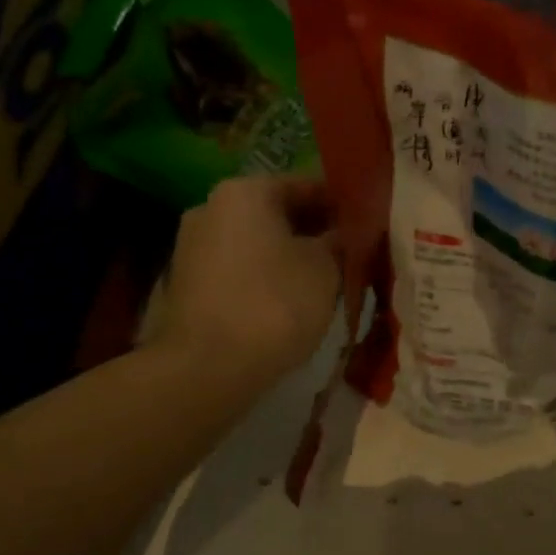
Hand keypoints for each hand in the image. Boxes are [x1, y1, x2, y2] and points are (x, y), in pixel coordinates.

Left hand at [152, 176, 341, 385]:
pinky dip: (266, 276)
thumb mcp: (326, 267)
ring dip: (291, 255)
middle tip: (352, 253)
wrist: (206, 369)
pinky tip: (291, 300)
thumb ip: (339, 240)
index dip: (342, 205)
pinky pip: (240, 268)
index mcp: (245, 191)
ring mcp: (193, 246)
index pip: (307, 185)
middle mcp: (211, 207)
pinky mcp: (188, 284)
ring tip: (327, 279)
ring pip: (258, 242)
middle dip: (315, 231)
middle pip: (278, 212)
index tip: (367, 225)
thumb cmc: (275, 303)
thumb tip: (343, 233)